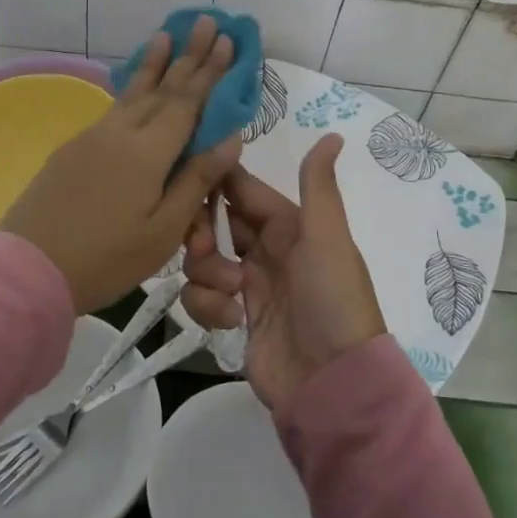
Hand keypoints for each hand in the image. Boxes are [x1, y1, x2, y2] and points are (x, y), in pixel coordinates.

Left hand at [0, 17, 241, 313]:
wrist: (29, 268)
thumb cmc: (105, 259)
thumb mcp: (162, 230)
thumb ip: (196, 180)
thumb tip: (230, 136)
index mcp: (148, 152)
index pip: (187, 102)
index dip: (209, 72)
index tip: (227, 40)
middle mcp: (120, 133)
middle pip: (161, 88)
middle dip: (187, 55)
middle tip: (207, 22)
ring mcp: (92, 138)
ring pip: (132, 93)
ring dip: (153, 64)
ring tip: (165, 35)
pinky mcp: (73, 149)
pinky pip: (113, 108)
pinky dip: (131, 89)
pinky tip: (134, 87)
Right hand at [181, 135, 385, 410]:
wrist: (331, 383)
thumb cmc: (332, 300)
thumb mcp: (327, 238)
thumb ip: (318, 185)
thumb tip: (332, 134)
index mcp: (286, 224)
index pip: (239, 188)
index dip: (213, 182)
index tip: (184, 180)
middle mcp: (264, 249)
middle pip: (212, 222)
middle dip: (201, 234)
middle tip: (204, 251)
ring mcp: (246, 284)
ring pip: (200, 260)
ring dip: (207, 275)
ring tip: (233, 296)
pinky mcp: (231, 316)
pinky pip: (200, 297)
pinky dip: (209, 306)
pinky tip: (232, 321)